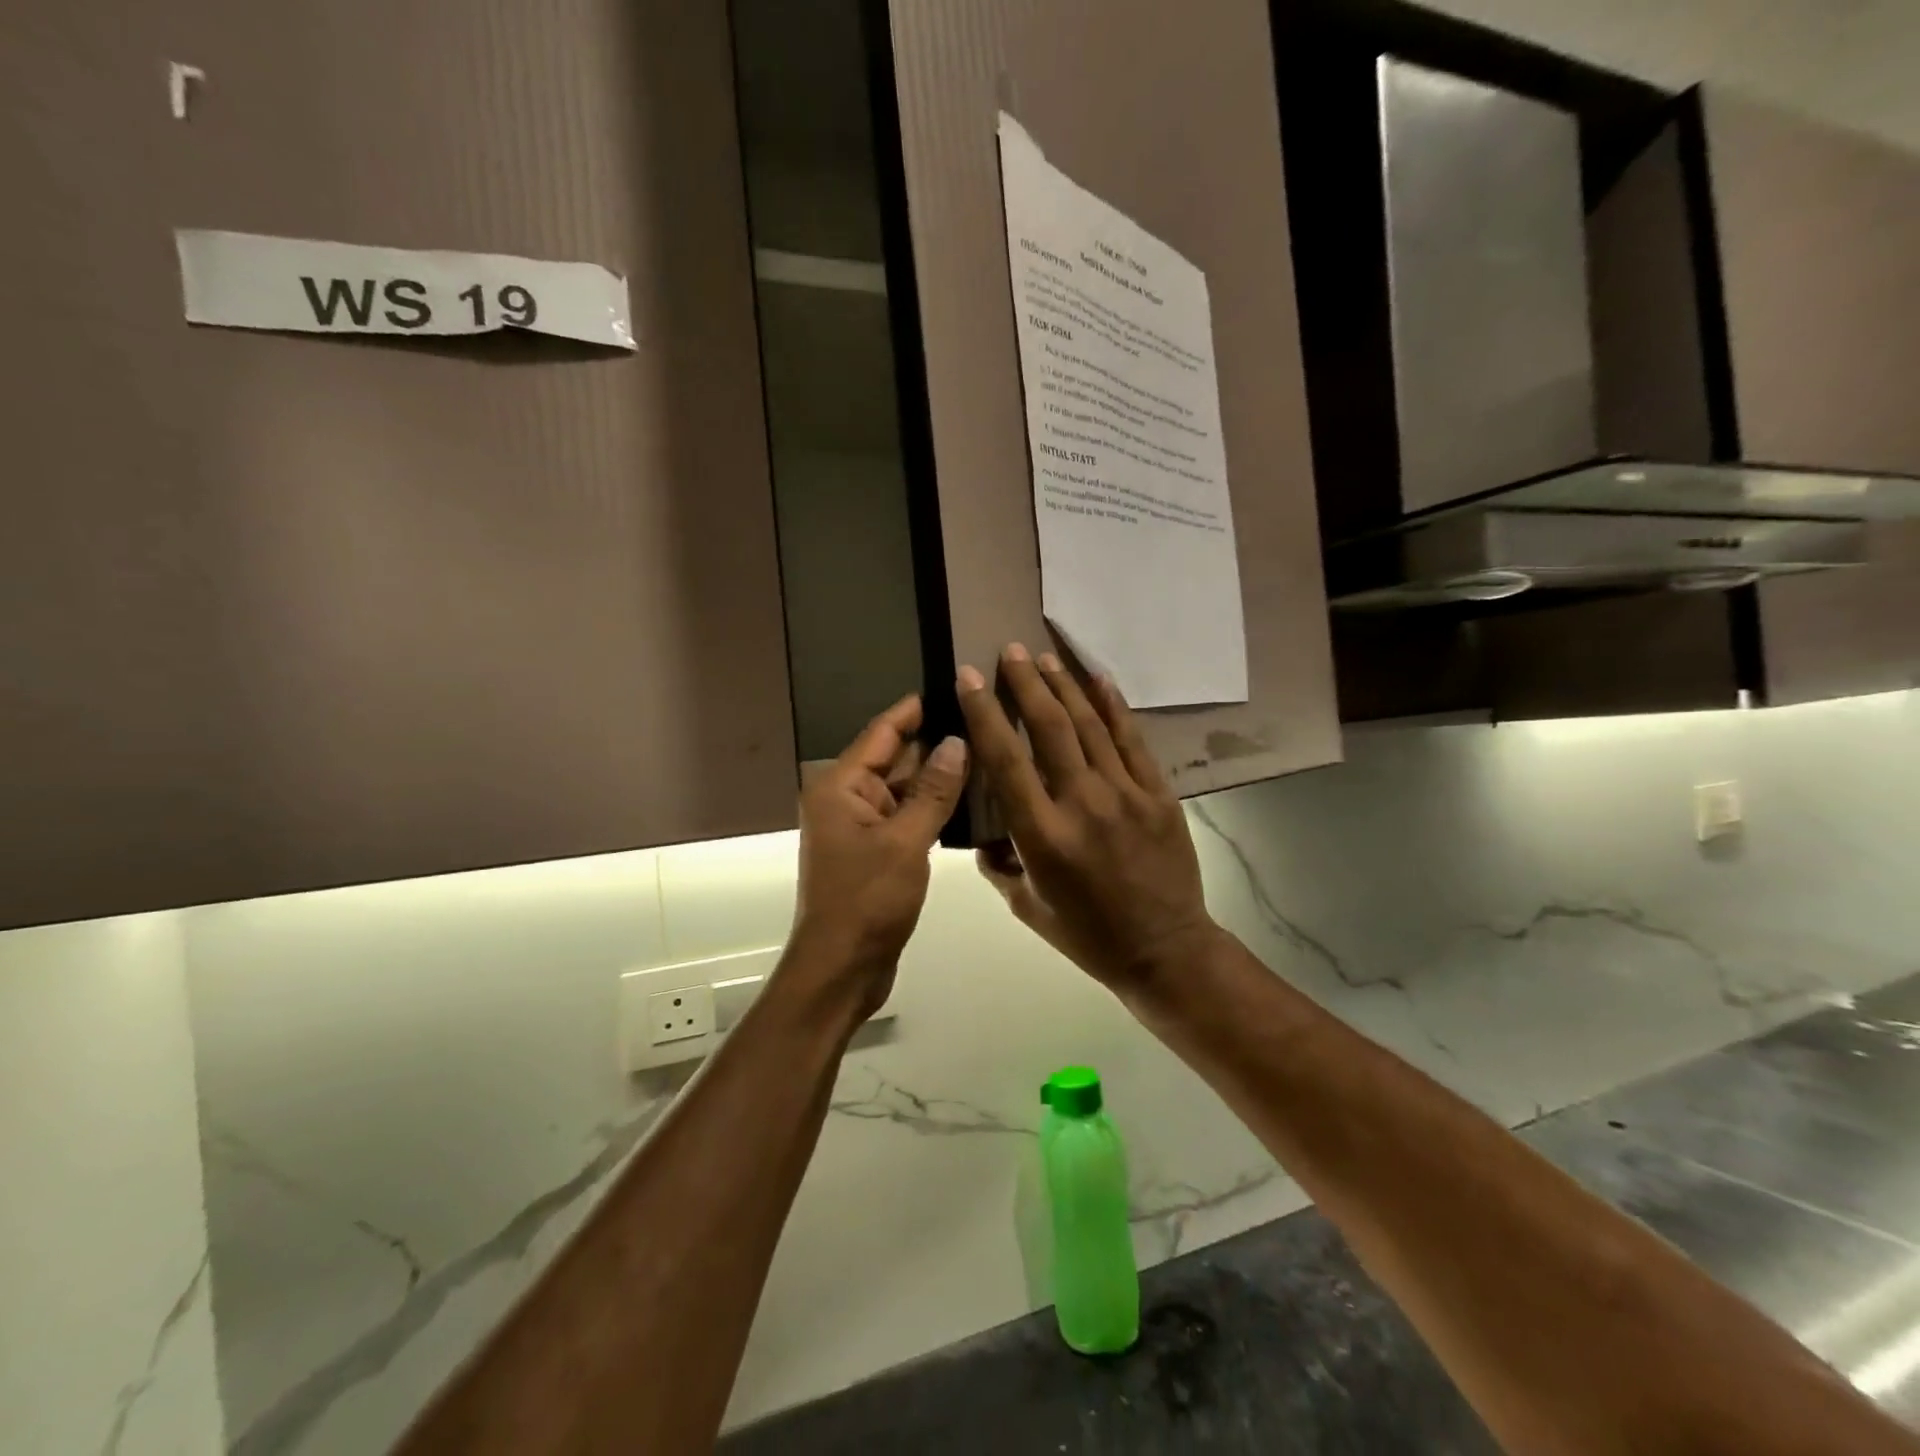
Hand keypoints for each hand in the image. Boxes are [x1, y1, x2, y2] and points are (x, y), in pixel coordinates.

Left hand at [789, 694, 968, 1015]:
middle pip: (894, 759)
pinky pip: (906, 816)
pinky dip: (932, 808)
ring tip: (985, 752)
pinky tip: (969, 798)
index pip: (882, 733)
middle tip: (982, 720)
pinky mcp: (876, 852)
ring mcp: (861, 827)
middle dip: (934, 743)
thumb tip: (957, 741)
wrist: (842, 969)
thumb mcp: (905, 842)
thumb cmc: (867, 901)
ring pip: (904, 790)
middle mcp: (846, 799)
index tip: (951, 687)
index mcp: (840, 787)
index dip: (915, 710)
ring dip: (937, 777)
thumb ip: (933, 791)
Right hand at [957, 645, 1219, 990]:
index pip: (1005, 760)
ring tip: (1044, 657)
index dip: (984, 713)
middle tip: (1010, 651)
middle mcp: (1083, 804)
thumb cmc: (1088, 935)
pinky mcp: (1159, 794)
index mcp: (1043, 835)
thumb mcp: (1027, 907)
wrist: (1166, 951)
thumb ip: (1000, 864)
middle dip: (1025, 684)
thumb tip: (987, 831)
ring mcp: (1126, 795)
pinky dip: (1114, 706)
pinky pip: (1133, 740)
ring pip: (1090, 726)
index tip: (968, 677)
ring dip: (1064, 686)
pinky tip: (1099, 679)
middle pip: (1049, 728)